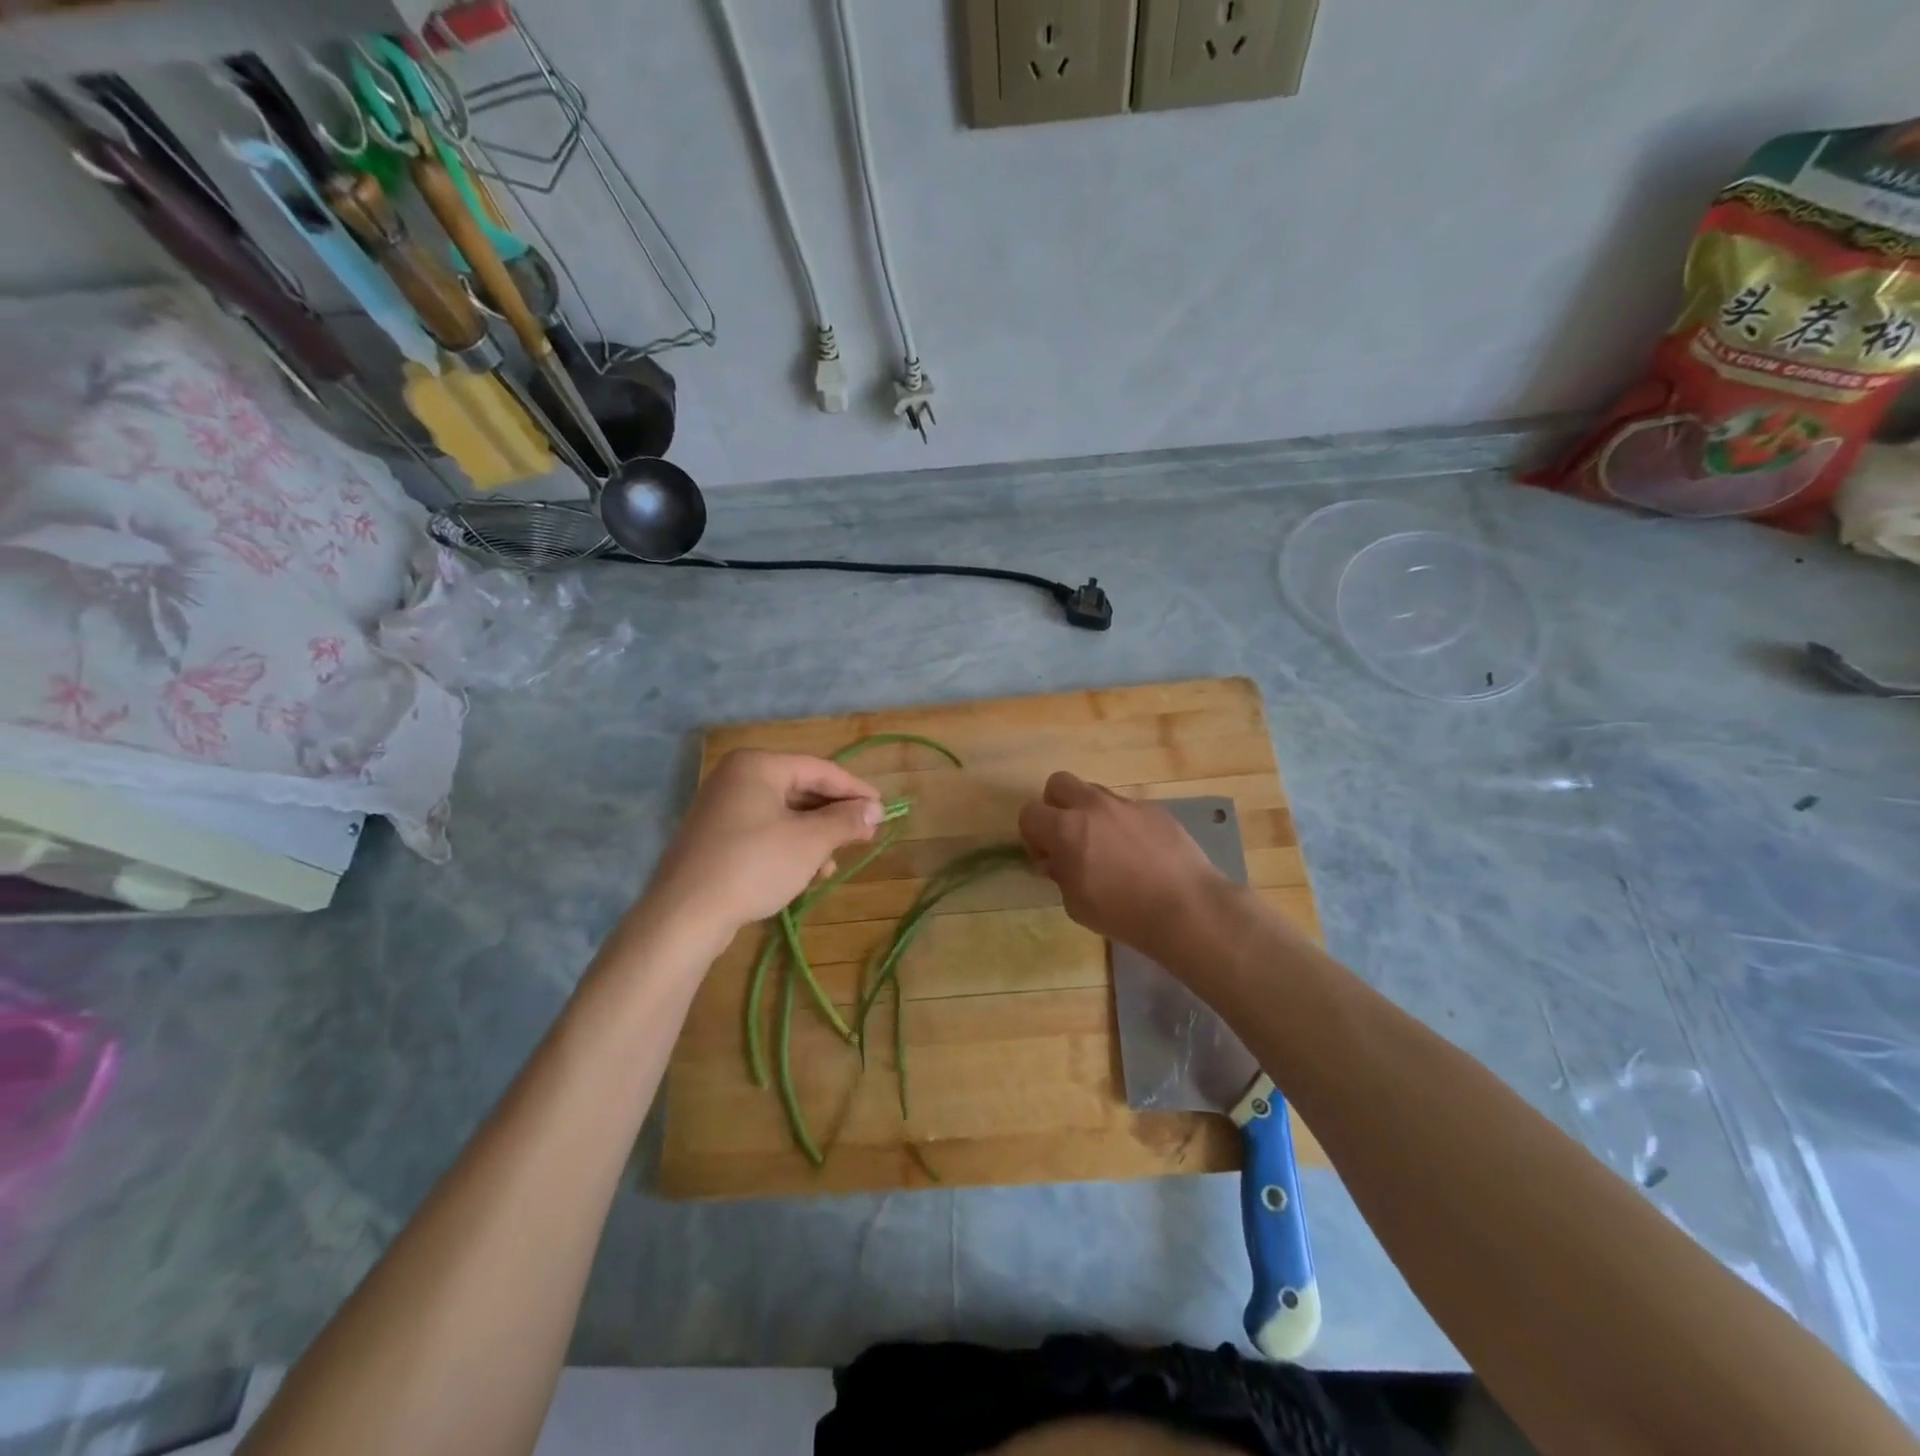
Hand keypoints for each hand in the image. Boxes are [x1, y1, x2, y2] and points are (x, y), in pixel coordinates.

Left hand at [648, 750, 883, 938]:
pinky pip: (764, 832)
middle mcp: (737, 778)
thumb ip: (846, 821)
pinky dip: (789, 848)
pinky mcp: (715, 838)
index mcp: (758, 766)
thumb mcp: (809, 842)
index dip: (855, 789)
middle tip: (865, 836)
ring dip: (814, 838)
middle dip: (833, 817)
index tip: (882, 809)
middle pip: (801, 790)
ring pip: (784, 815)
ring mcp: (722, 808)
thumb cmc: (753, 865)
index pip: (819, 769)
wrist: (685, 914)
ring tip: (831, 866)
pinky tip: (805, 875)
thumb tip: (875, 809)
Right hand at [1018, 771, 1227, 961]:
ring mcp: (1127, 804)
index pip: (1029, 814)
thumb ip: (1060, 874)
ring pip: (1095, 792)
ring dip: (1090, 813)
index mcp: (1066, 829)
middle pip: (1059, 783)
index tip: (1048, 859)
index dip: (1032, 836)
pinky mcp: (1155, 810)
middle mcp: (1093, 806)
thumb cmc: (1123, 914)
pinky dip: (1124, 824)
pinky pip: (1128, 808)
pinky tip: (1140, 853)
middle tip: (1069, 838)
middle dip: (1056, 806)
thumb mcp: (1075, 904)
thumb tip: (1059, 860)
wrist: (1187, 908)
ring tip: (1107, 847)